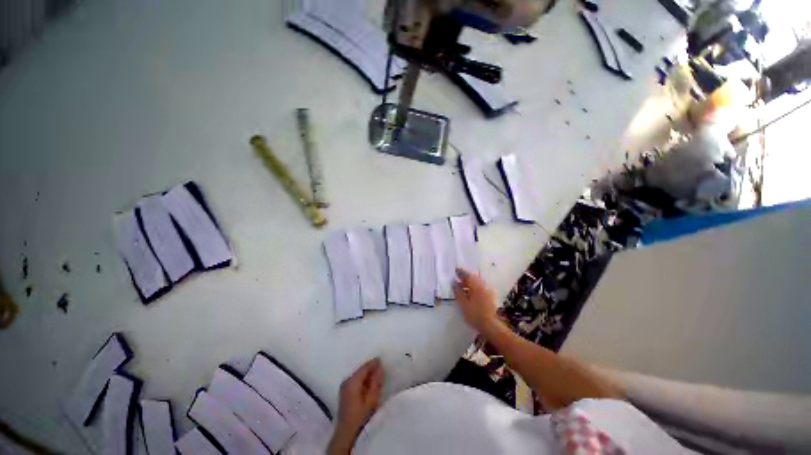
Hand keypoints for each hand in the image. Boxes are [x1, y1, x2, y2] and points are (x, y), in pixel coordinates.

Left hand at [328, 358, 384, 453]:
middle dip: (370, 368)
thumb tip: (380, 367)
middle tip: (381, 368)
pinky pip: (355, 379)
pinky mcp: (344, 390)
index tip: (382, 360)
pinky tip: (368, 383)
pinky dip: (362, 379)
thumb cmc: (360, 416)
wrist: (346, 432)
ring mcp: (344, 385)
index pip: (364, 367)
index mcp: (352, 381)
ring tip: (376, 375)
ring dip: (367, 374)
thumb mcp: (371, 399)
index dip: (373, 363)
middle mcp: (346, 380)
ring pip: (358, 374)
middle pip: (360, 370)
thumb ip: (376, 382)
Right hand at [453, 268, 498, 332]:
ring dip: (469, 283)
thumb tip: (454, 283)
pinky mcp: (489, 297)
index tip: (455, 271)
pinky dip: (474, 288)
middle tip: (457, 279)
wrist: (490, 325)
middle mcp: (482, 286)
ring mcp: (487, 291)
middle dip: (465, 278)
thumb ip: (458, 291)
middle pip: (473, 278)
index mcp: (476, 285)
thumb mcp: (463, 303)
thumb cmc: (474, 313)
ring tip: (461, 287)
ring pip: (477, 283)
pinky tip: (469, 294)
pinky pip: (480, 288)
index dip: (461, 273)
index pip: (467, 275)